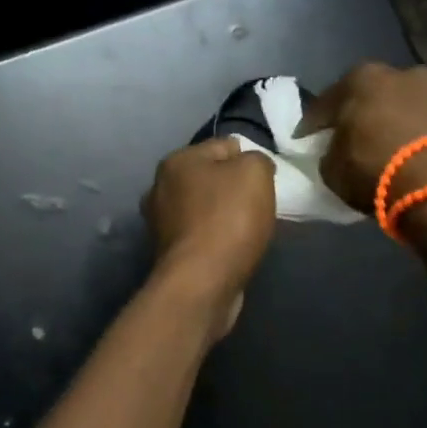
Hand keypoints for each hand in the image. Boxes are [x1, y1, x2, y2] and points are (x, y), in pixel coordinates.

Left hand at [143, 138, 275, 337]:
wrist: (201, 281)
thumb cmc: (228, 218)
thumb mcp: (255, 172)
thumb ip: (256, 159)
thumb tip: (250, 166)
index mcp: (176, 161)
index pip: (222, 146)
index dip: (249, 158)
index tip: (267, 179)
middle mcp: (159, 188)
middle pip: (208, 177)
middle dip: (233, 187)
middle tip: (258, 203)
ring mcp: (159, 222)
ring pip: (202, 207)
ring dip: (223, 214)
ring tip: (247, 228)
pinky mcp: (167, 252)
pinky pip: (199, 234)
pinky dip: (215, 238)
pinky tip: (231, 248)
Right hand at [299, 63, 426, 211]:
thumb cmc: (377, 171)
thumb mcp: (332, 169)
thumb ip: (330, 152)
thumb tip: (336, 151)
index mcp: (362, 78)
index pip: (326, 102)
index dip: (313, 124)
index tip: (305, 141)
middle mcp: (403, 74)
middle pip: (372, 96)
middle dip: (360, 115)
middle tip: (351, 140)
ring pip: (406, 107)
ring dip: (395, 124)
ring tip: (389, 150)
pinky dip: (421, 136)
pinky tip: (416, 157)